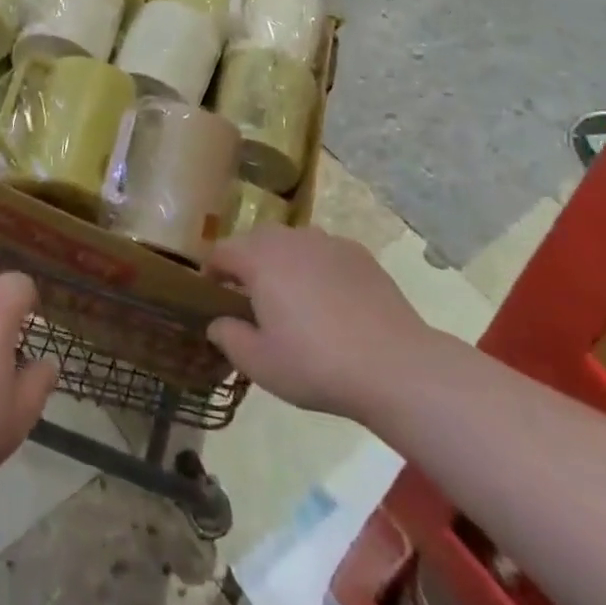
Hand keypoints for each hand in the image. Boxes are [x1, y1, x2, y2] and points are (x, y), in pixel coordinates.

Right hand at [206, 226, 436, 418]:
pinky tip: (330, 302)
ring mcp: (327, 241)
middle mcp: (289, 239)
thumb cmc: (316, 364)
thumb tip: (217, 323)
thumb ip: (230, 338)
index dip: (211, 271)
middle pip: (255, 241)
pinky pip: (324, 253)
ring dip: (283, 263)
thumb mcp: (261, 364)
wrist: (394, 366)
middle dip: (247, 264)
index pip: (221, 252)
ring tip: (293, 299)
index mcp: (259, 258)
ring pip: (292, 244)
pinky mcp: (358, 253)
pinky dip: (317, 268)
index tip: (213, 295)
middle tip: (251, 300)